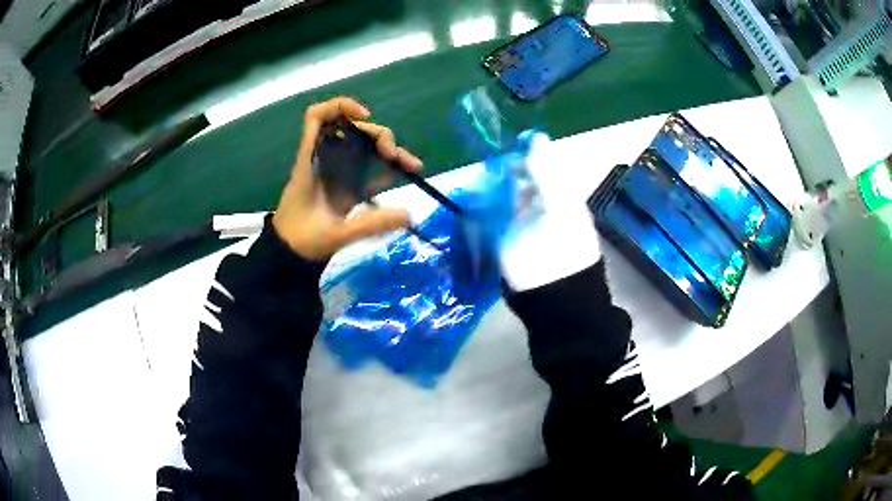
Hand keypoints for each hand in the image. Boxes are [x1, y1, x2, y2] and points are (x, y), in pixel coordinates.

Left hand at [273, 97, 422, 260]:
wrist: (287, 258)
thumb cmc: (301, 242)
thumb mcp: (335, 235)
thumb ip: (370, 225)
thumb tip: (408, 214)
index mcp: (310, 162)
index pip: (316, 117)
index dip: (340, 107)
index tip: (364, 118)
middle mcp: (322, 160)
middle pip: (350, 130)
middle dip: (377, 135)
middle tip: (394, 155)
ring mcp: (332, 172)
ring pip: (360, 147)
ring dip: (385, 150)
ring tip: (411, 166)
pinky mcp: (341, 186)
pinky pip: (363, 167)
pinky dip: (382, 167)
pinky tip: (402, 175)